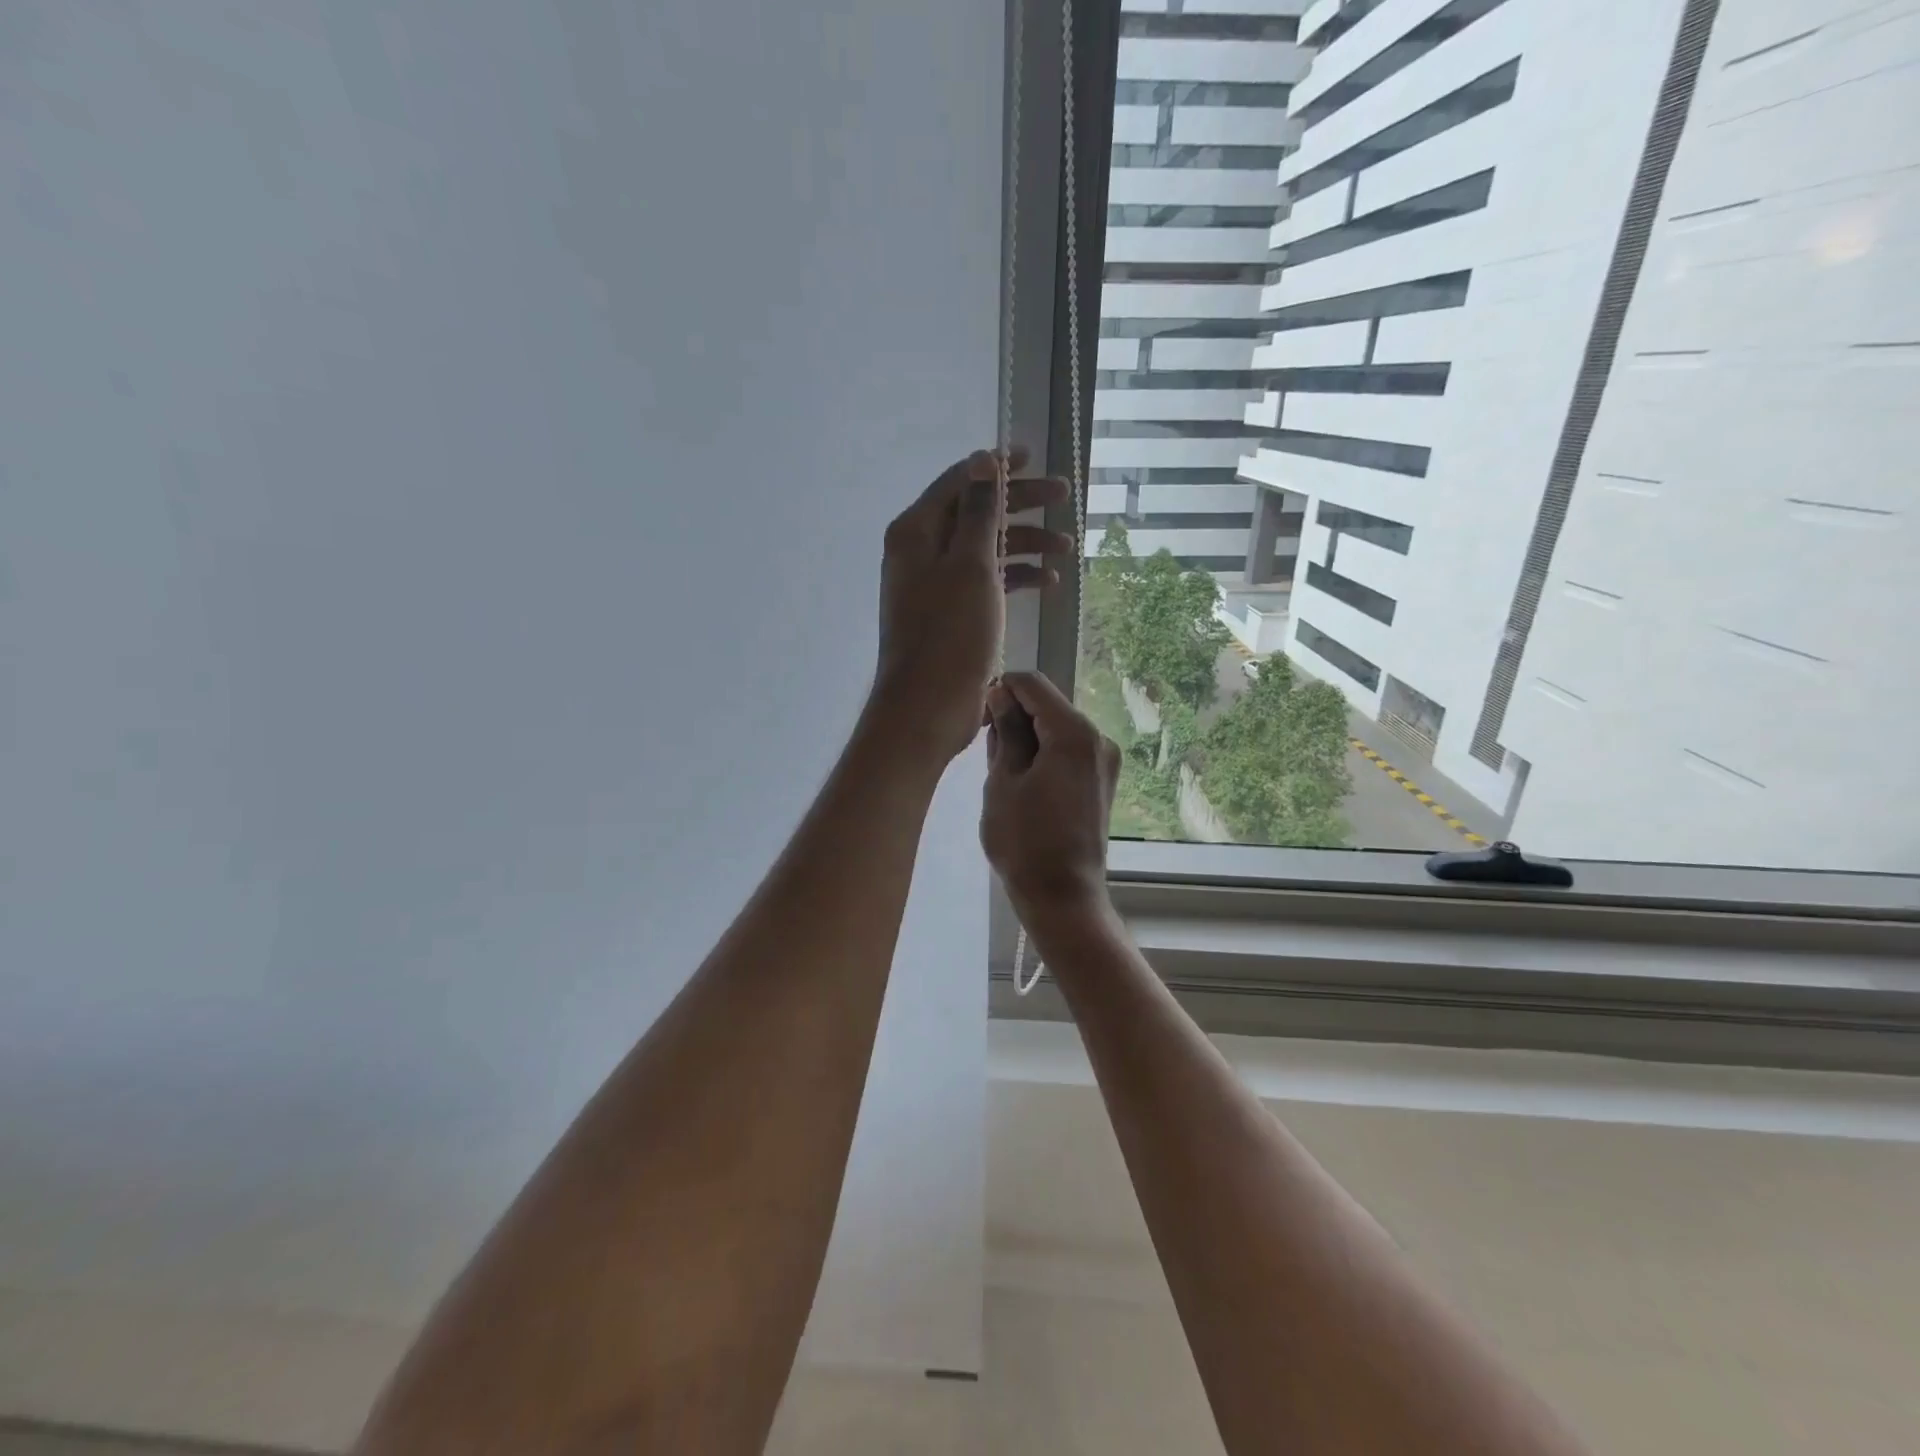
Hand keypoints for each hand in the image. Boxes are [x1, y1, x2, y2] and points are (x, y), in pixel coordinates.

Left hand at [871, 448, 1070, 760]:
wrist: (928, 705)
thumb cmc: (949, 632)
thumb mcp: (970, 564)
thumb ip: (979, 511)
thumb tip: (984, 461)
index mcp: (917, 531)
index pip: (960, 482)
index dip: (996, 467)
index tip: (1032, 457)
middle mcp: (922, 551)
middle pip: (976, 513)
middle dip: (1020, 504)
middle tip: (1063, 495)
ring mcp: (936, 584)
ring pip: (985, 549)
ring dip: (1023, 544)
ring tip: (1066, 548)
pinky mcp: (952, 613)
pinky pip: (986, 582)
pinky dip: (1014, 577)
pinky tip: (1046, 581)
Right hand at [980, 671, 1119, 917]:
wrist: (1062, 896)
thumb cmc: (1024, 840)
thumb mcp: (1003, 780)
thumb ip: (1005, 731)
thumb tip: (1002, 694)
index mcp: (1074, 733)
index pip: (1032, 684)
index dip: (1002, 690)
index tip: (981, 718)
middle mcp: (1098, 738)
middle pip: (1048, 705)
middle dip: (1015, 716)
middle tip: (988, 752)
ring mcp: (1104, 760)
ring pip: (1057, 728)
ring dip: (1028, 738)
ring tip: (1004, 775)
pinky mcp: (1102, 780)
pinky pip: (1068, 750)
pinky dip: (1044, 754)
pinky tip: (1024, 784)